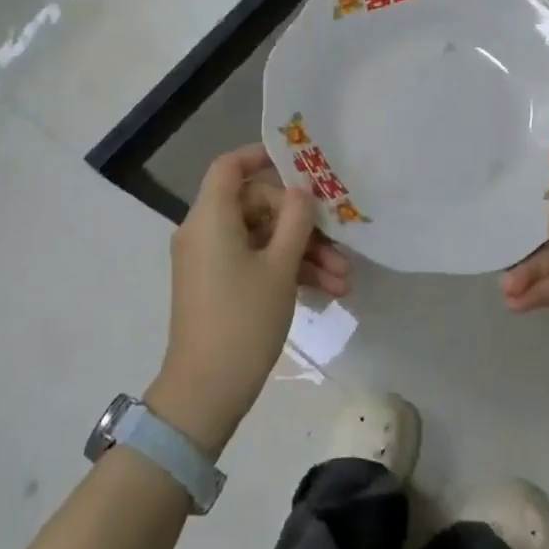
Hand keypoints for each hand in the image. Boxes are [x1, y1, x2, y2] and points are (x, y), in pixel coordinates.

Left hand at [149, 144, 345, 456]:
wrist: (205, 392)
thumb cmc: (243, 320)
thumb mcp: (280, 267)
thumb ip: (296, 220)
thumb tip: (302, 189)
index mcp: (211, 217)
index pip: (230, 166)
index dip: (261, 156)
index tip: (299, 163)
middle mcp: (205, 231)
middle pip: (256, 204)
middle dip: (301, 223)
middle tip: (339, 244)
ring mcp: (210, 260)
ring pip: (262, 238)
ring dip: (302, 253)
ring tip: (344, 279)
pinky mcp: (218, 284)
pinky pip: (254, 261)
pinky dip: (285, 270)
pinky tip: (327, 290)